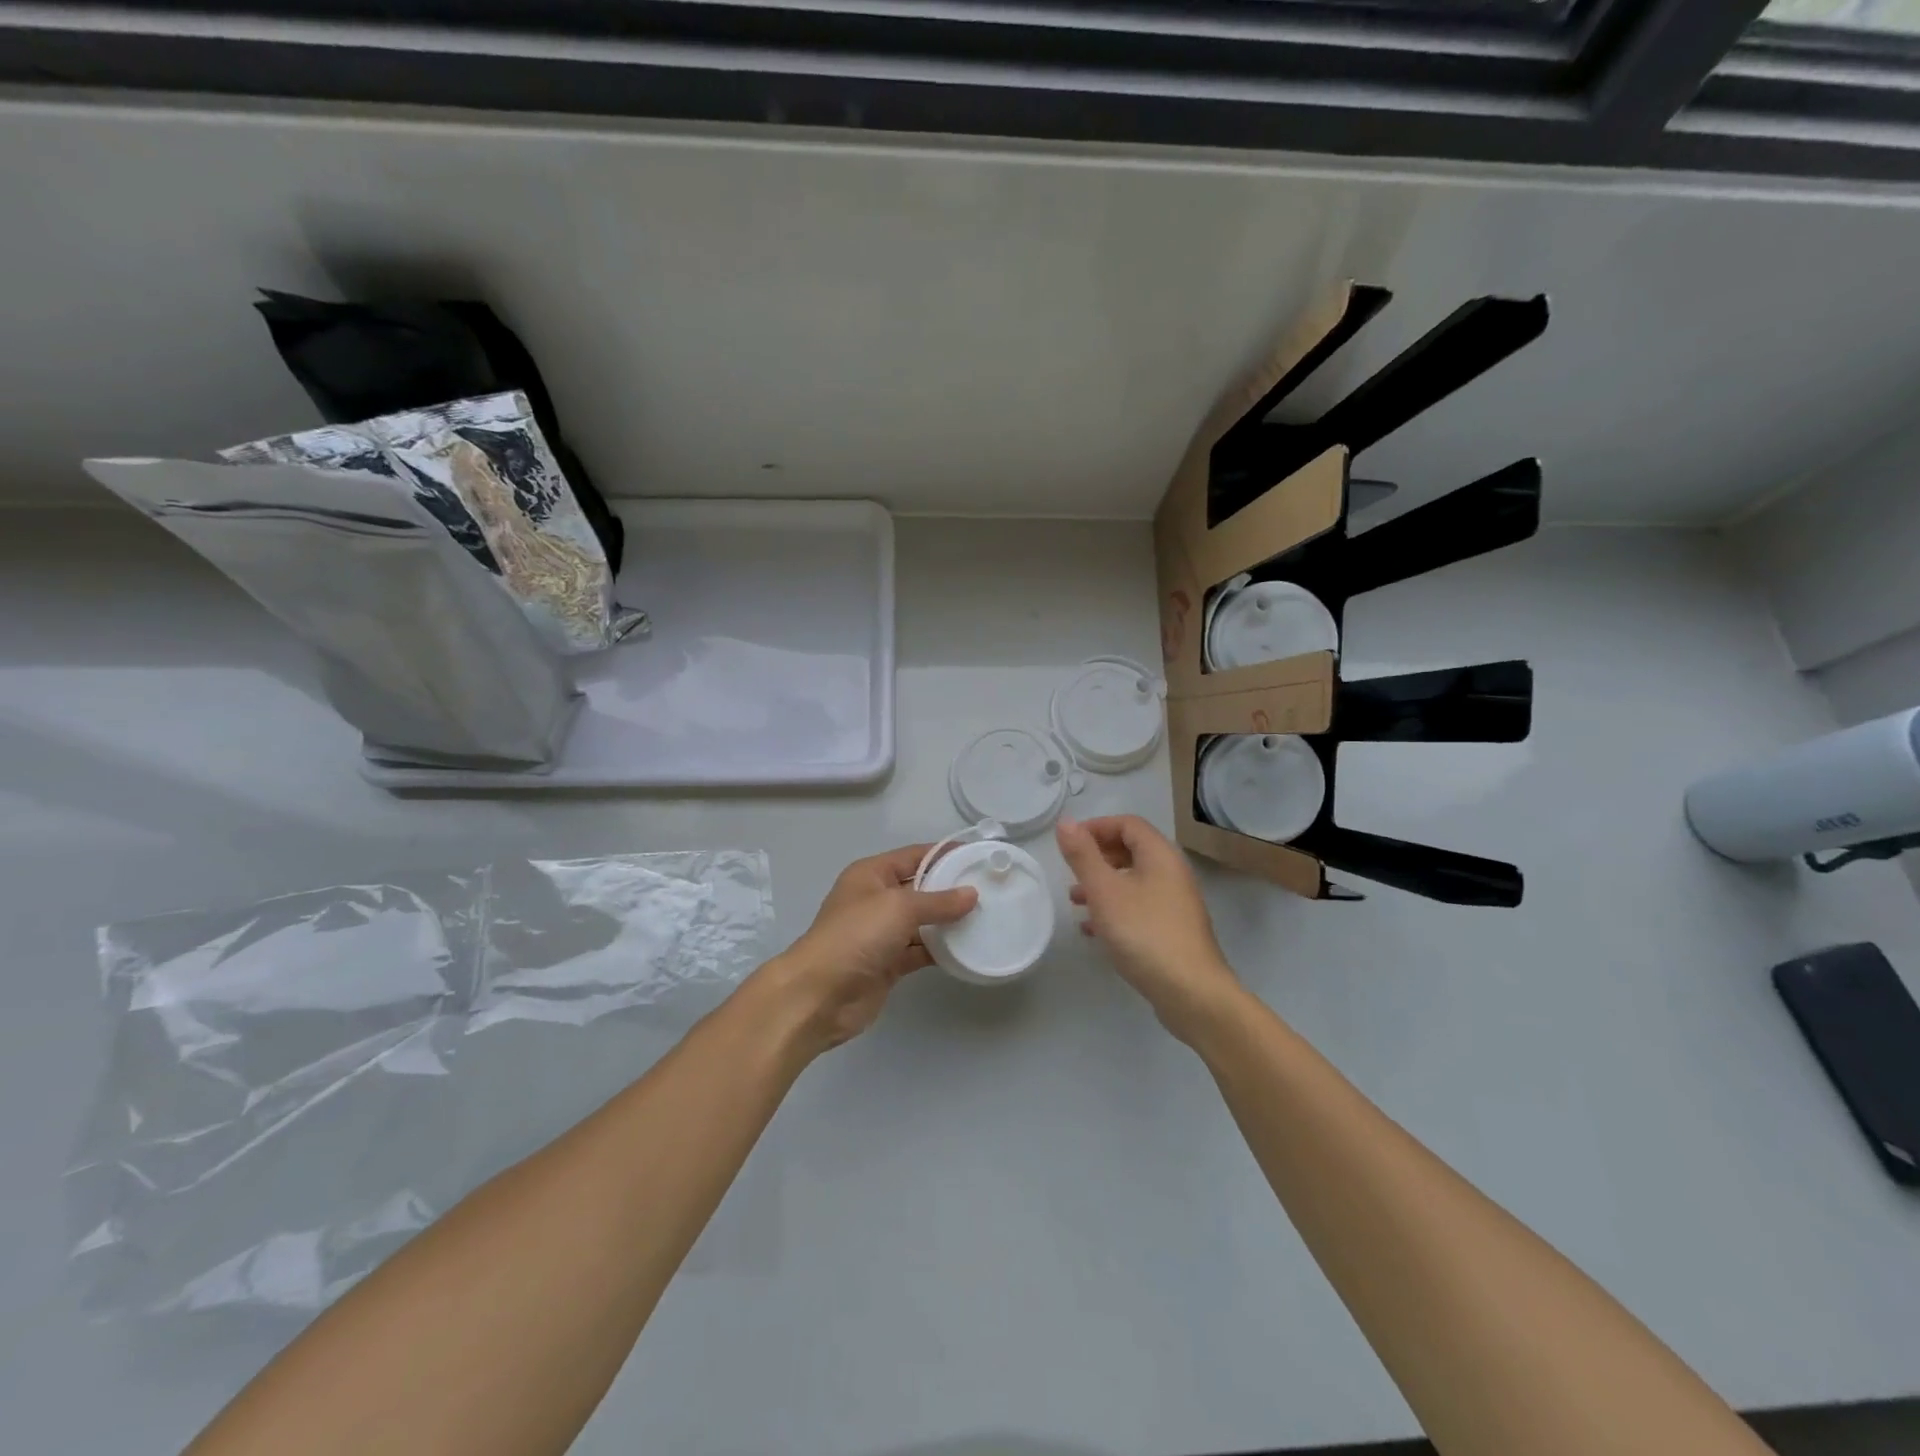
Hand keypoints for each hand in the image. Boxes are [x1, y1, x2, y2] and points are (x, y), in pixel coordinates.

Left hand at [763, 845, 977, 1051]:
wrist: (820, 995)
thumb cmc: (856, 936)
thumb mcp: (899, 908)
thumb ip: (938, 901)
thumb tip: (972, 895)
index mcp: (871, 874)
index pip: (914, 855)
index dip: (945, 854)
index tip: (979, 856)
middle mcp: (876, 899)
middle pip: (920, 888)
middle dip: (951, 889)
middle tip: (991, 890)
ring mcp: (881, 933)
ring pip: (922, 922)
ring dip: (949, 922)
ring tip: (988, 917)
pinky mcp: (888, 964)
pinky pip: (920, 950)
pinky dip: (941, 949)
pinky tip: (968, 948)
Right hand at [1057, 815, 1242, 1041]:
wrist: (1191, 993)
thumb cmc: (1144, 933)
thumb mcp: (1105, 891)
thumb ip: (1083, 856)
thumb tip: (1065, 823)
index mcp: (1160, 855)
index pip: (1128, 823)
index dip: (1096, 827)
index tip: (1068, 844)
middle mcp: (1172, 873)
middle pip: (1131, 850)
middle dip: (1097, 856)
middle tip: (1070, 871)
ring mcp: (1175, 903)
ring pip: (1133, 880)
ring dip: (1103, 884)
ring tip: (1075, 901)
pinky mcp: (1173, 930)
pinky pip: (1139, 907)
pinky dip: (1114, 909)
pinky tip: (1093, 930)